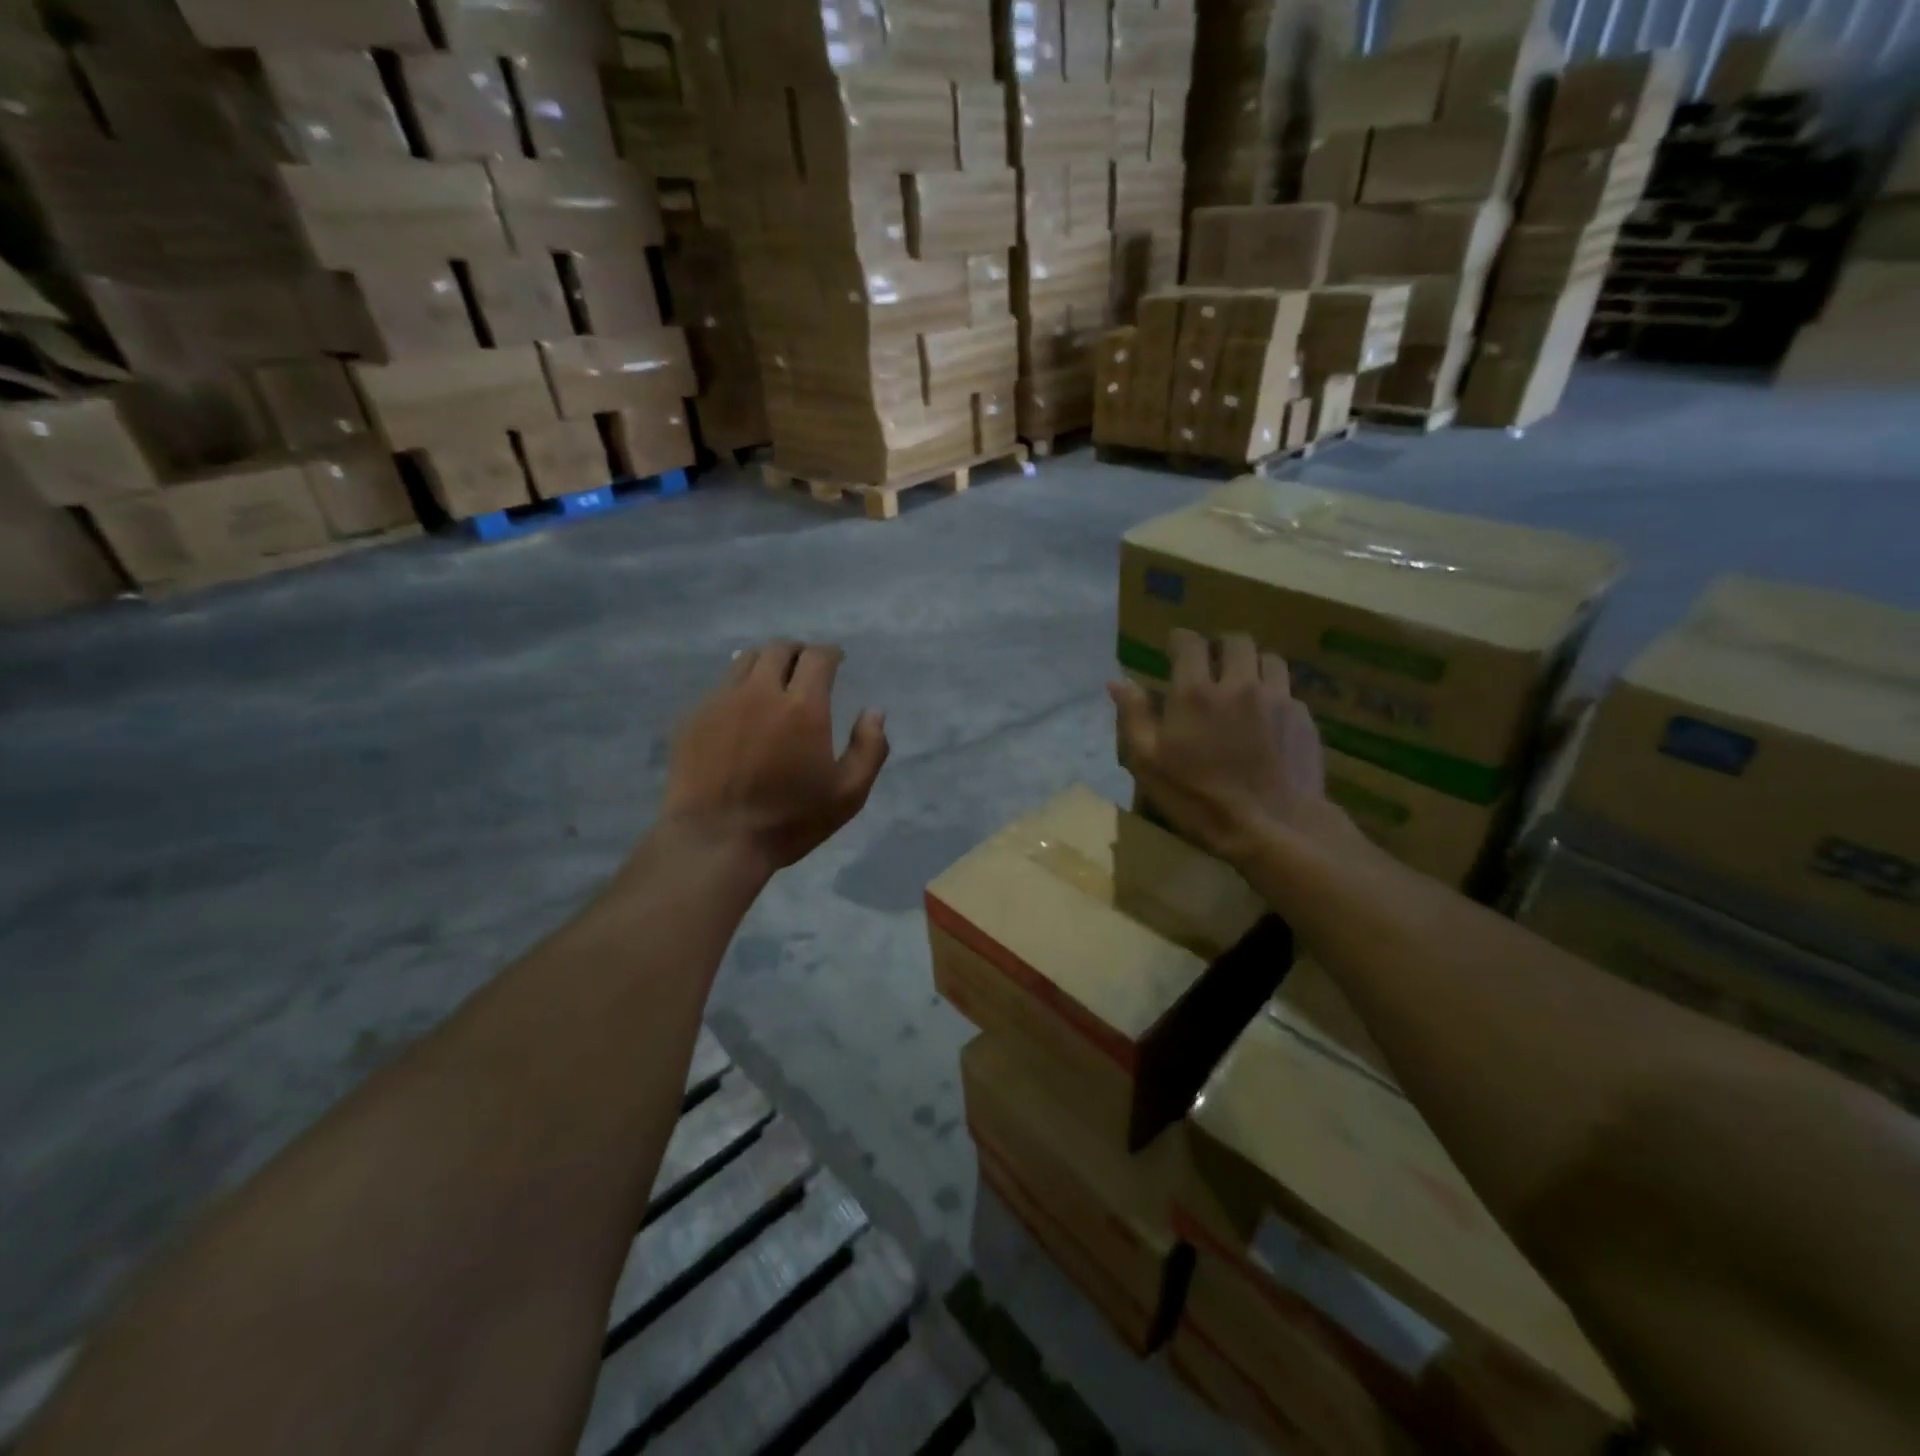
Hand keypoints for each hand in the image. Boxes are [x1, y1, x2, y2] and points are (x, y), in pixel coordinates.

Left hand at [662, 641, 888, 871]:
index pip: (817, 657)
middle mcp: (760, 691)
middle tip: (806, 668)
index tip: (837, 660)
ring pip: (745, 660)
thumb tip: (874, 712)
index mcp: (803, 706)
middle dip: (798, 652)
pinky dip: (739, 687)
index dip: (830, 652)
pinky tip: (743, 711)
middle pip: (779, 649)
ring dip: (766, 662)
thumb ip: (869, 748)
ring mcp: (721, 701)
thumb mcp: (848, 794)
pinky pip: (721, 686)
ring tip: (774, 681)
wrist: (715, 841)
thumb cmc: (789, 820)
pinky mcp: (694, 717)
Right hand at [1109, 629, 1342, 867]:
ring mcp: (1277, 699)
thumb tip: (1117, 682)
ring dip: (1253, 665)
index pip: (1189, 643)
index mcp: (1194, 692)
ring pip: (1269, 659)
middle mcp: (1239, 684)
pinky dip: (1275, 696)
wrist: (1272, 828)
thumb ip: (1134, 717)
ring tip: (1244, 685)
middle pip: (1236, 641)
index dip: (1180, 640)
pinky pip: (1288, 692)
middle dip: (1220, 646)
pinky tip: (1268, 720)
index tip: (1174, 647)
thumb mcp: (1149, 763)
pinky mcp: (1303, 719)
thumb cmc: (1198, 798)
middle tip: (1211, 665)